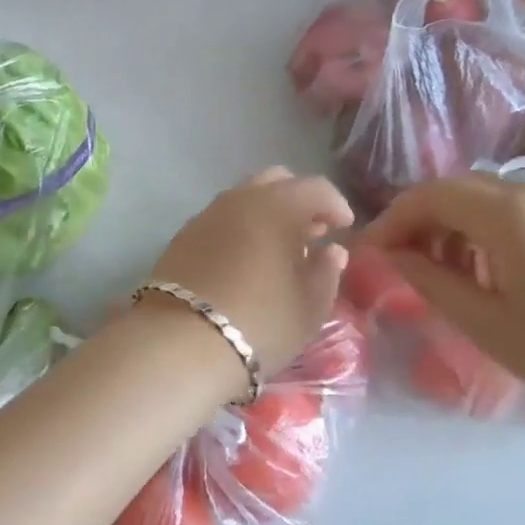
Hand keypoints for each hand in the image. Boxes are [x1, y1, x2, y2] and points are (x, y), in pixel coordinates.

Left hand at [147, 167, 353, 380]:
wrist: (180, 343)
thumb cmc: (259, 323)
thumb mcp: (308, 306)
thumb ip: (326, 271)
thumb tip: (331, 250)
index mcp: (276, 206)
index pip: (315, 187)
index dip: (335, 204)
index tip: (344, 229)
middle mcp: (239, 198)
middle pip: (276, 181)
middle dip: (299, 201)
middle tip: (312, 233)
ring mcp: (206, 214)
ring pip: (245, 197)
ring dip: (267, 213)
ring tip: (280, 250)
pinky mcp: (183, 235)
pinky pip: (222, 218)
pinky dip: (241, 227)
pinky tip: (246, 260)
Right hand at [360, 173, 524, 444]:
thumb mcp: (493, 327)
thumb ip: (432, 282)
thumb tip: (393, 255)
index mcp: (512, 213)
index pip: (430, 195)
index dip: (393, 219)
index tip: (372, 253)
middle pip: (461, 190)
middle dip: (425, 221)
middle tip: (407, 265)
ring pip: (496, 199)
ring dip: (461, 226)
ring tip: (454, 276)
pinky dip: (498, 231)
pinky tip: (505, 274)